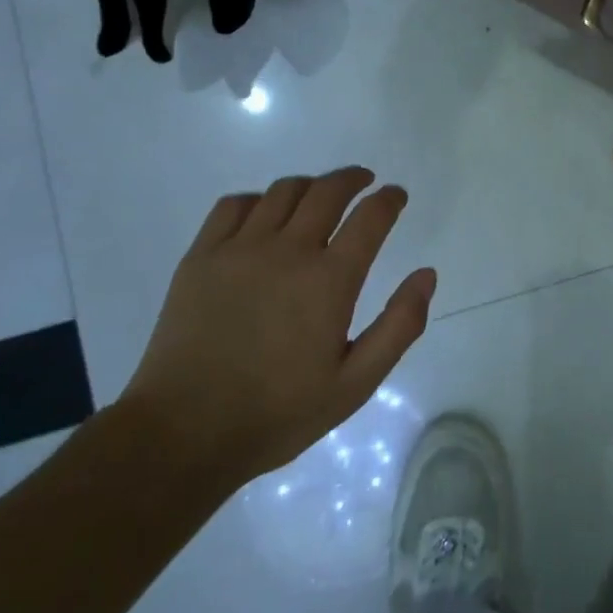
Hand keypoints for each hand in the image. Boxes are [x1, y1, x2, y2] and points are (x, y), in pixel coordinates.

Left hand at [120, 167, 436, 482]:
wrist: (184, 433)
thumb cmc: (278, 413)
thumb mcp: (355, 384)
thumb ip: (399, 326)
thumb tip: (427, 275)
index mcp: (329, 280)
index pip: (370, 217)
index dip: (389, 199)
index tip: (396, 196)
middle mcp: (288, 251)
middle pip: (327, 190)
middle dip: (353, 179)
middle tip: (364, 182)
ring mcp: (239, 249)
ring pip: (283, 191)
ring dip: (310, 186)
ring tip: (319, 197)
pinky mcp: (200, 257)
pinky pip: (234, 205)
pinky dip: (259, 200)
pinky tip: (264, 216)